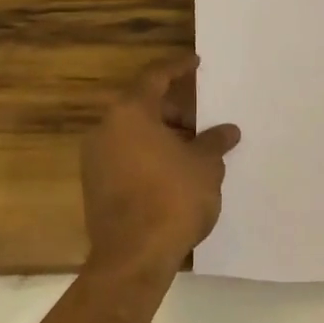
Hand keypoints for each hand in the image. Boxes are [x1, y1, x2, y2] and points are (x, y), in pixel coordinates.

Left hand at [82, 54, 239, 277]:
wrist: (132, 260)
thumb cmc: (172, 199)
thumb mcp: (205, 166)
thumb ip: (214, 142)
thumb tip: (228, 131)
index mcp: (130, 112)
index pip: (155, 76)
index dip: (178, 67)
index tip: (196, 63)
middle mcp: (106, 129)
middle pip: (143, 106)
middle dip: (175, 110)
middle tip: (203, 119)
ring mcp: (96, 159)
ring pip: (134, 133)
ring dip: (163, 135)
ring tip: (195, 148)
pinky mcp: (95, 187)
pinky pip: (126, 157)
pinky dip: (149, 155)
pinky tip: (175, 171)